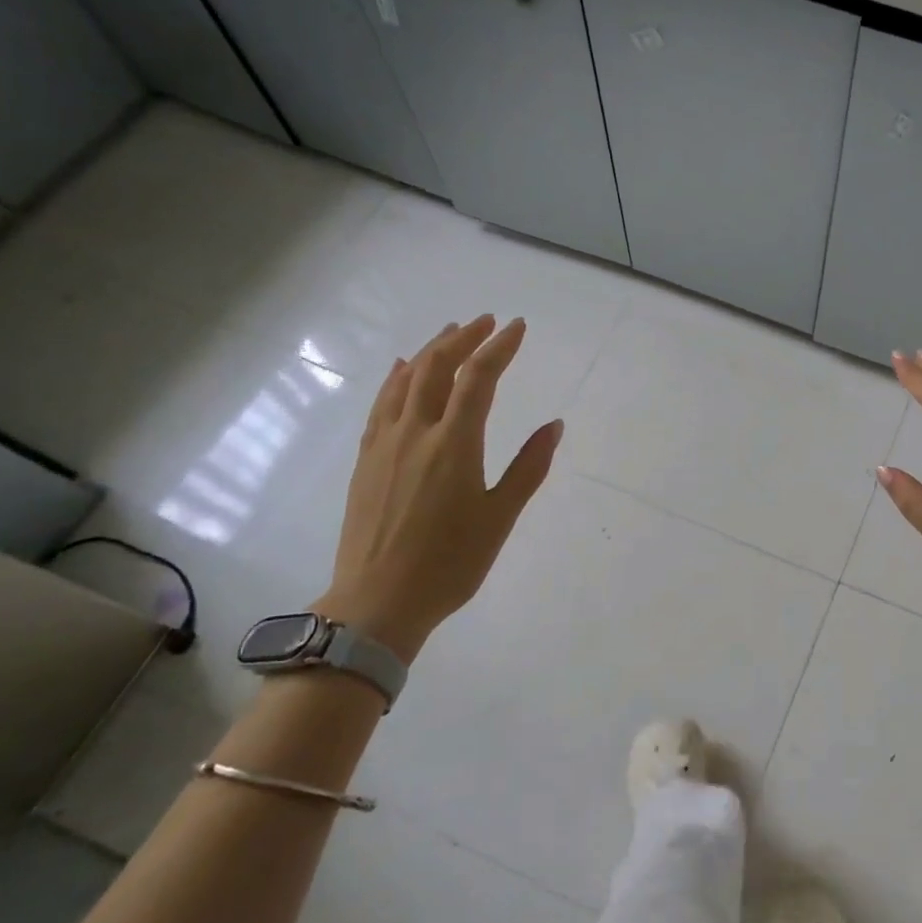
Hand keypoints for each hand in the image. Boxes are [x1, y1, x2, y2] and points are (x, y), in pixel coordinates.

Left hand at [312, 316, 561, 665]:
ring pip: (405, 380)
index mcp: (454, 444)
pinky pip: (381, 403)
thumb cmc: (450, 563)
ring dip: (429, 350)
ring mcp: (384, 443)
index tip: (518, 326)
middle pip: (437, 368)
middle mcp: (416, 432)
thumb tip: (555, 425)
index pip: (479, 378)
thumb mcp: (500, 518)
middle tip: (486, 321)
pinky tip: (401, 370)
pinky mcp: (366, 459)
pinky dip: (396, 378)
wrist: (378, 601)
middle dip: (464, 338)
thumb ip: (528, 467)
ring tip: (449, 333)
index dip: (500, 347)